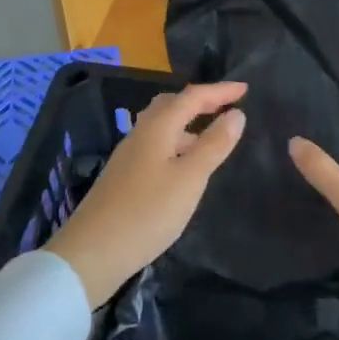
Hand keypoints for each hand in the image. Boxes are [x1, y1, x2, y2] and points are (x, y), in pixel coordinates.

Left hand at [46, 82, 246, 307]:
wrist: (93, 251)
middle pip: (172, 105)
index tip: (246, 88)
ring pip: (162, 126)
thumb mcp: (189, 179)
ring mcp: (129, 155)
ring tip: (213, 137)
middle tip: (227, 107)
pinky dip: (177, 143)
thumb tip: (236, 114)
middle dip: (200, 101)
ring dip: (188, 124)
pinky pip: (156, 145)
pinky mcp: (124, 175)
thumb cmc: (147, 212)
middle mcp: (141, 133)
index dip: (220, 91)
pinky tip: (185, 166)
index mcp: (157, 127)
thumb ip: (213, 145)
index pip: (192, 97)